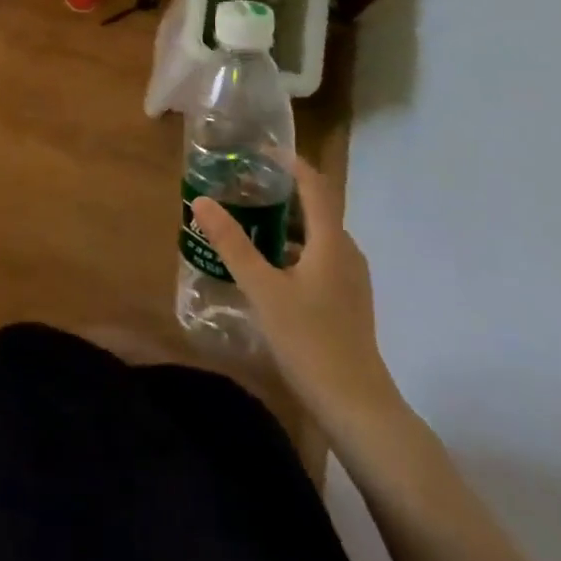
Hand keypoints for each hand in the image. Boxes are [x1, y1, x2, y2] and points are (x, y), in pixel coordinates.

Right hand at [192, 160, 408, 449]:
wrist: (358, 409)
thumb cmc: (310, 341)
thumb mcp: (262, 289)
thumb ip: (232, 243)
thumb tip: (202, 200)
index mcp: (331, 242)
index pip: (315, 185)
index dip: (290, 163)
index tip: (258, 151)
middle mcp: (345, 253)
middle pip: (315, 209)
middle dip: (279, 193)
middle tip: (241, 187)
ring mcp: (349, 280)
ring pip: (315, 236)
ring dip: (283, 223)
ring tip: (245, 222)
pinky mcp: (346, 303)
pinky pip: (317, 259)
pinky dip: (291, 249)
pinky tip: (264, 267)